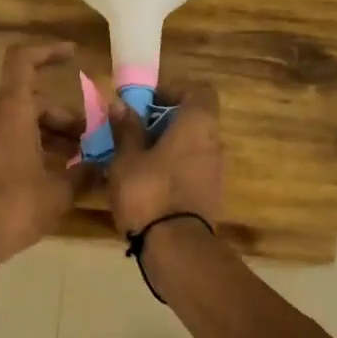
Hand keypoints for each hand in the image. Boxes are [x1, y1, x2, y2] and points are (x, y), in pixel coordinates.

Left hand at [0, 42, 87, 267]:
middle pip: (27, 102)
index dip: (48, 51)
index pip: (23, 61)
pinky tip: (45, 176)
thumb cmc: (16, 207)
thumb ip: (85, 172)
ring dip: (44, 136)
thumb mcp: (60, 191)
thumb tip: (104, 166)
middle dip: (61, 118)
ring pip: (14, 124)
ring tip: (73, 162)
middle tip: (88, 142)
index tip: (72, 54)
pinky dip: (24, 148)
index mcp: (9, 112)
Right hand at [106, 83, 224, 236]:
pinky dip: (172, 169)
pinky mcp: (210, 196)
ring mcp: (215, 171)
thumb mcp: (126, 158)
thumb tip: (121, 104)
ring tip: (134, 159)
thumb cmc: (148, 192)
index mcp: (197, 124)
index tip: (145, 102)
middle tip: (132, 131)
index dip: (173, 90)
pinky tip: (145, 183)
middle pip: (194, 119)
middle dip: (164, 121)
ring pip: (191, 146)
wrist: (175, 247)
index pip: (198, 91)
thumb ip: (126, 129)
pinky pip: (191, 170)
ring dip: (166, 147)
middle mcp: (214, 142)